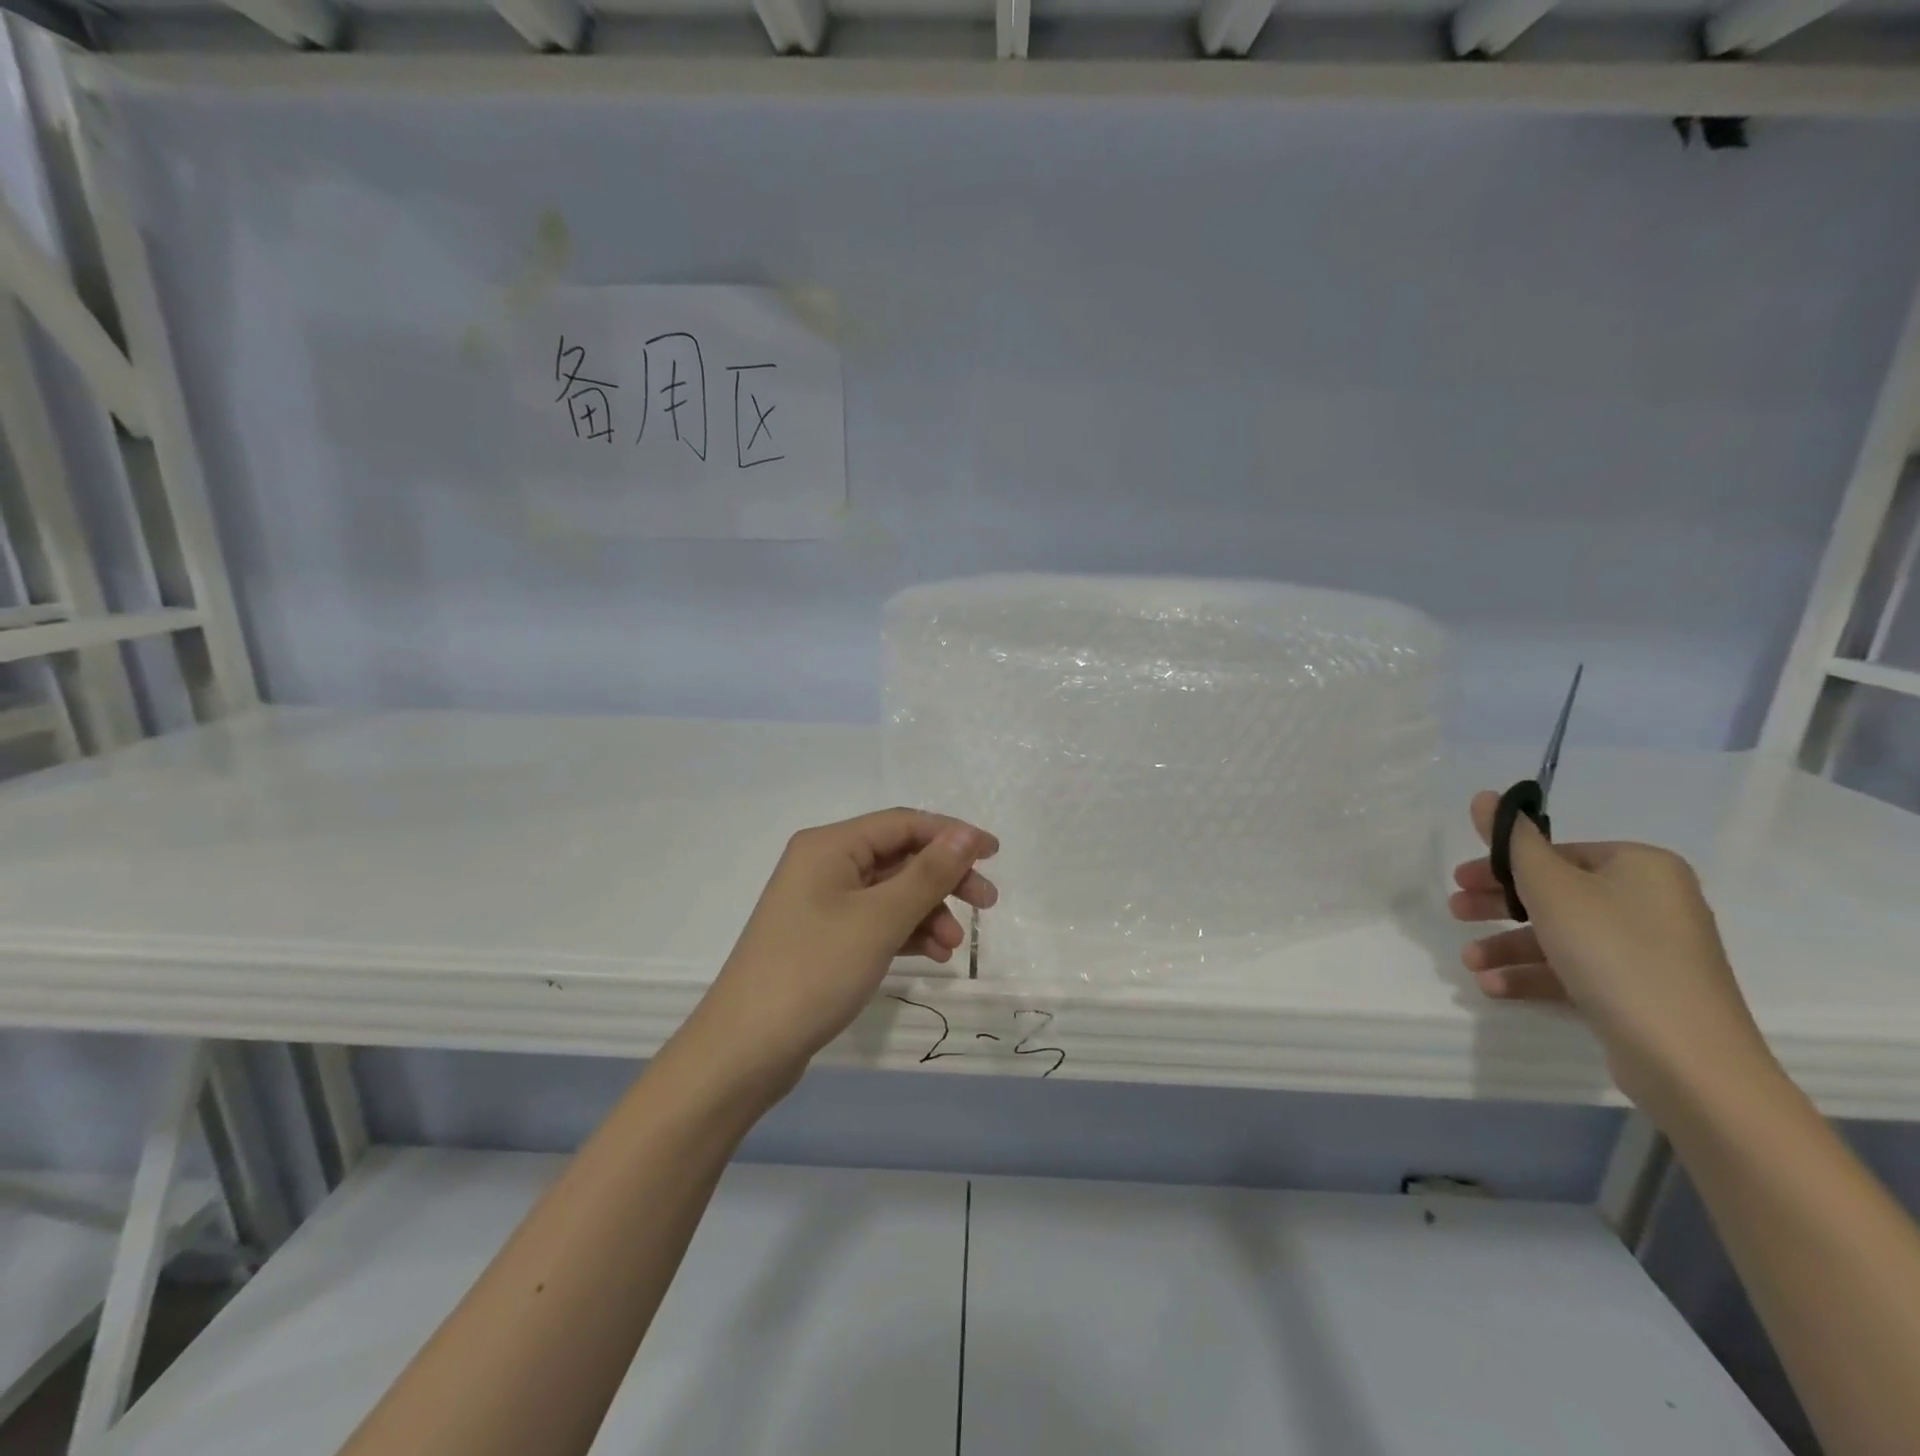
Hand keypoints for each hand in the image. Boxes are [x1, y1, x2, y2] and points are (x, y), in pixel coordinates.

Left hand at [685, 809, 998, 1095]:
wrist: (745, 1050)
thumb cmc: (815, 971)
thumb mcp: (880, 919)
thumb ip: (929, 874)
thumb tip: (968, 834)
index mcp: (830, 845)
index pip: (904, 823)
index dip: (952, 835)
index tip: (995, 856)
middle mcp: (823, 865)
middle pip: (899, 857)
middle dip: (944, 878)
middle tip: (987, 905)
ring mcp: (820, 903)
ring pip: (890, 892)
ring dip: (927, 912)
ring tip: (953, 946)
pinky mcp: (822, 938)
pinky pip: (874, 921)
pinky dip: (905, 933)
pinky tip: (932, 956)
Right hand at [1449, 790, 1775, 1115]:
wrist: (1687, 1059)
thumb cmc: (1613, 953)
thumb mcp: (1550, 887)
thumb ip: (1513, 841)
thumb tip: (1486, 796)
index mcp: (1641, 867)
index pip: (1558, 852)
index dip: (1503, 865)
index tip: (1461, 881)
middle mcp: (1651, 901)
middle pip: (1555, 893)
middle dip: (1499, 907)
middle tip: (1456, 913)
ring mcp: (1649, 950)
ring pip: (1559, 935)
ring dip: (1507, 946)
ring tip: (1470, 963)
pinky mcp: (1640, 990)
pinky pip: (1576, 969)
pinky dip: (1533, 974)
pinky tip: (1494, 987)